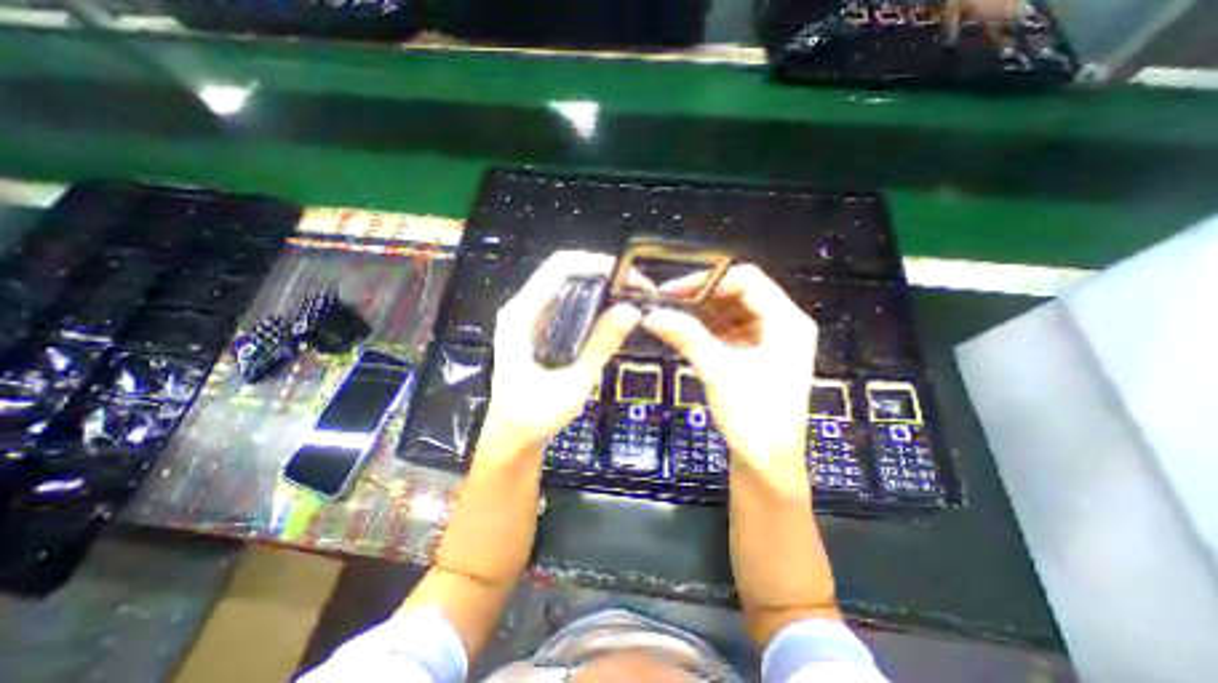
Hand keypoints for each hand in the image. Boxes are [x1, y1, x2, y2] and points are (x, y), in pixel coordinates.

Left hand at [480, 252, 641, 459]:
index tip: (628, 276)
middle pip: (566, 272)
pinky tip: (612, 316)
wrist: (512, 438)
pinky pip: (569, 304)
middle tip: (636, 290)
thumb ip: (600, 346)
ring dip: (600, 288)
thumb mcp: (572, 384)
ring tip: (630, 300)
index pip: (560, 267)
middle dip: (603, 275)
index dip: (596, 263)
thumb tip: (632, 310)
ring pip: (569, 286)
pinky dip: (593, 304)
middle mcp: (524, 308)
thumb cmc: (533, 417)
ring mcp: (531, 318)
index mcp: (522, 315)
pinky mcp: (540, 330)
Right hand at [641, 266, 810, 473]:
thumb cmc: (753, 417)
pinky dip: (711, 328)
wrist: (766, 462)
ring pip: (734, 310)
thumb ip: (687, 337)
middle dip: (704, 296)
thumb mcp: (718, 372)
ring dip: (705, 312)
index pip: (747, 281)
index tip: (673, 292)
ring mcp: (772, 339)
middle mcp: (784, 324)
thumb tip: (652, 315)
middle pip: (741, 293)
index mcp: (787, 322)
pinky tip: (690, 333)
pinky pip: (732, 329)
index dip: (708, 281)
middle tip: (669, 303)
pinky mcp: (759, 353)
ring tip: (675, 317)